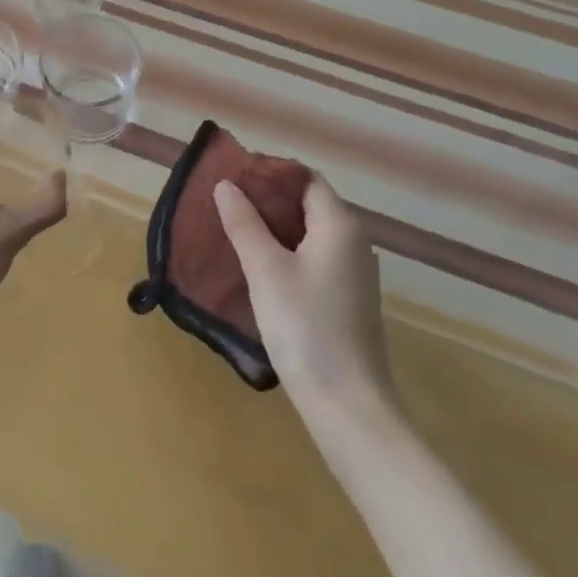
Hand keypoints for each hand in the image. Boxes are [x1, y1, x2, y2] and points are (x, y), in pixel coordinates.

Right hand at [213, 174, 395, 420]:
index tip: (233, 176)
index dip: (270, 172)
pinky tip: (256, 266)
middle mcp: (353, 242)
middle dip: (267, 199)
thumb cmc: (305, 326)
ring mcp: (352, 273)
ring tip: (232, 230)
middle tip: (224, 202)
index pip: (305, 178)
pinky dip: (285, 252)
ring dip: (273, 227)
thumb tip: (226, 185)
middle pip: (308, 203)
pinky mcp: (346, 299)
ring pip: (308, 233)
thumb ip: (244, 224)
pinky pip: (312, 258)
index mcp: (339, 225)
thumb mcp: (265, 270)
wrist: (347, 404)